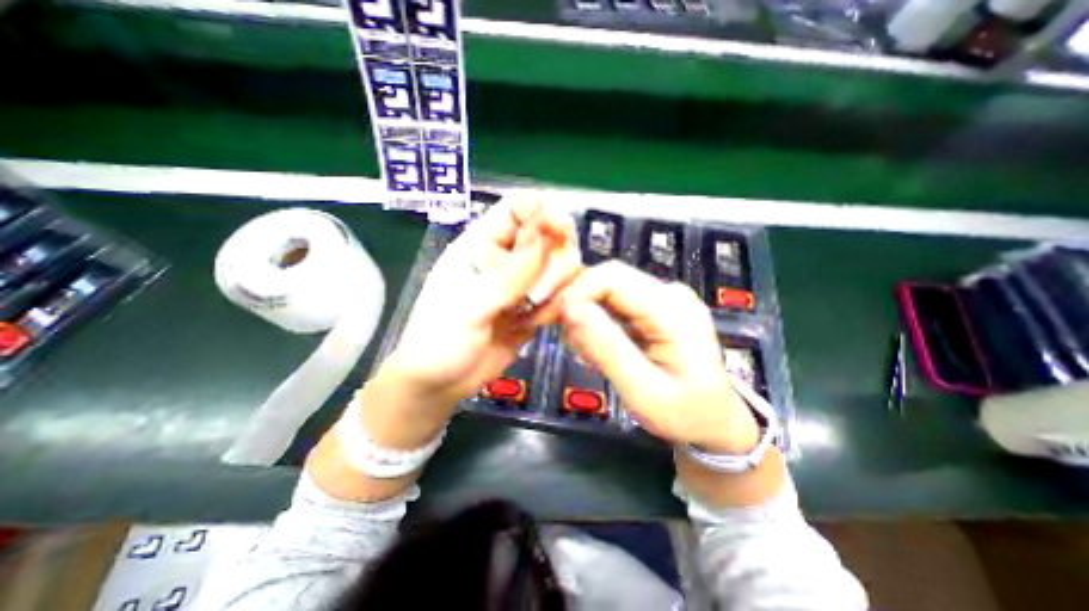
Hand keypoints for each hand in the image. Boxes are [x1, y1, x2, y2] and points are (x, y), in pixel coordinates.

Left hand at [384, 198, 582, 410]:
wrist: (440, 384)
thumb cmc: (439, 341)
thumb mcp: (469, 306)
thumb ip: (508, 274)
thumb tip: (543, 232)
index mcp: (482, 245)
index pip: (519, 207)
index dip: (543, 211)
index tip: (559, 231)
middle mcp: (507, 259)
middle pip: (550, 236)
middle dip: (555, 260)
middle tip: (539, 292)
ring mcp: (523, 285)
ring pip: (560, 267)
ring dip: (556, 289)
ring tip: (530, 315)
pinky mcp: (533, 308)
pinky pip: (559, 297)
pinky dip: (555, 309)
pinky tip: (532, 325)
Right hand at [553, 261, 759, 453]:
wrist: (716, 421)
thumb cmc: (684, 414)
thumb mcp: (642, 391)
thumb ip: (607, 348)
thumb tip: (570, 308)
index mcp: (673, 309)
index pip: (612, 276)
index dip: (576, 290)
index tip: (556, 320)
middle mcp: (670, 293)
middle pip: (609, 278)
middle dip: (578, 303)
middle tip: (568, 340)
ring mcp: (665, 298)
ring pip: (609, 289)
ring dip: (587, 315)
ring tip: (587, 352)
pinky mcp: (657, 307)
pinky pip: (617, 302)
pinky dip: (599, 321)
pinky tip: (600, 347)